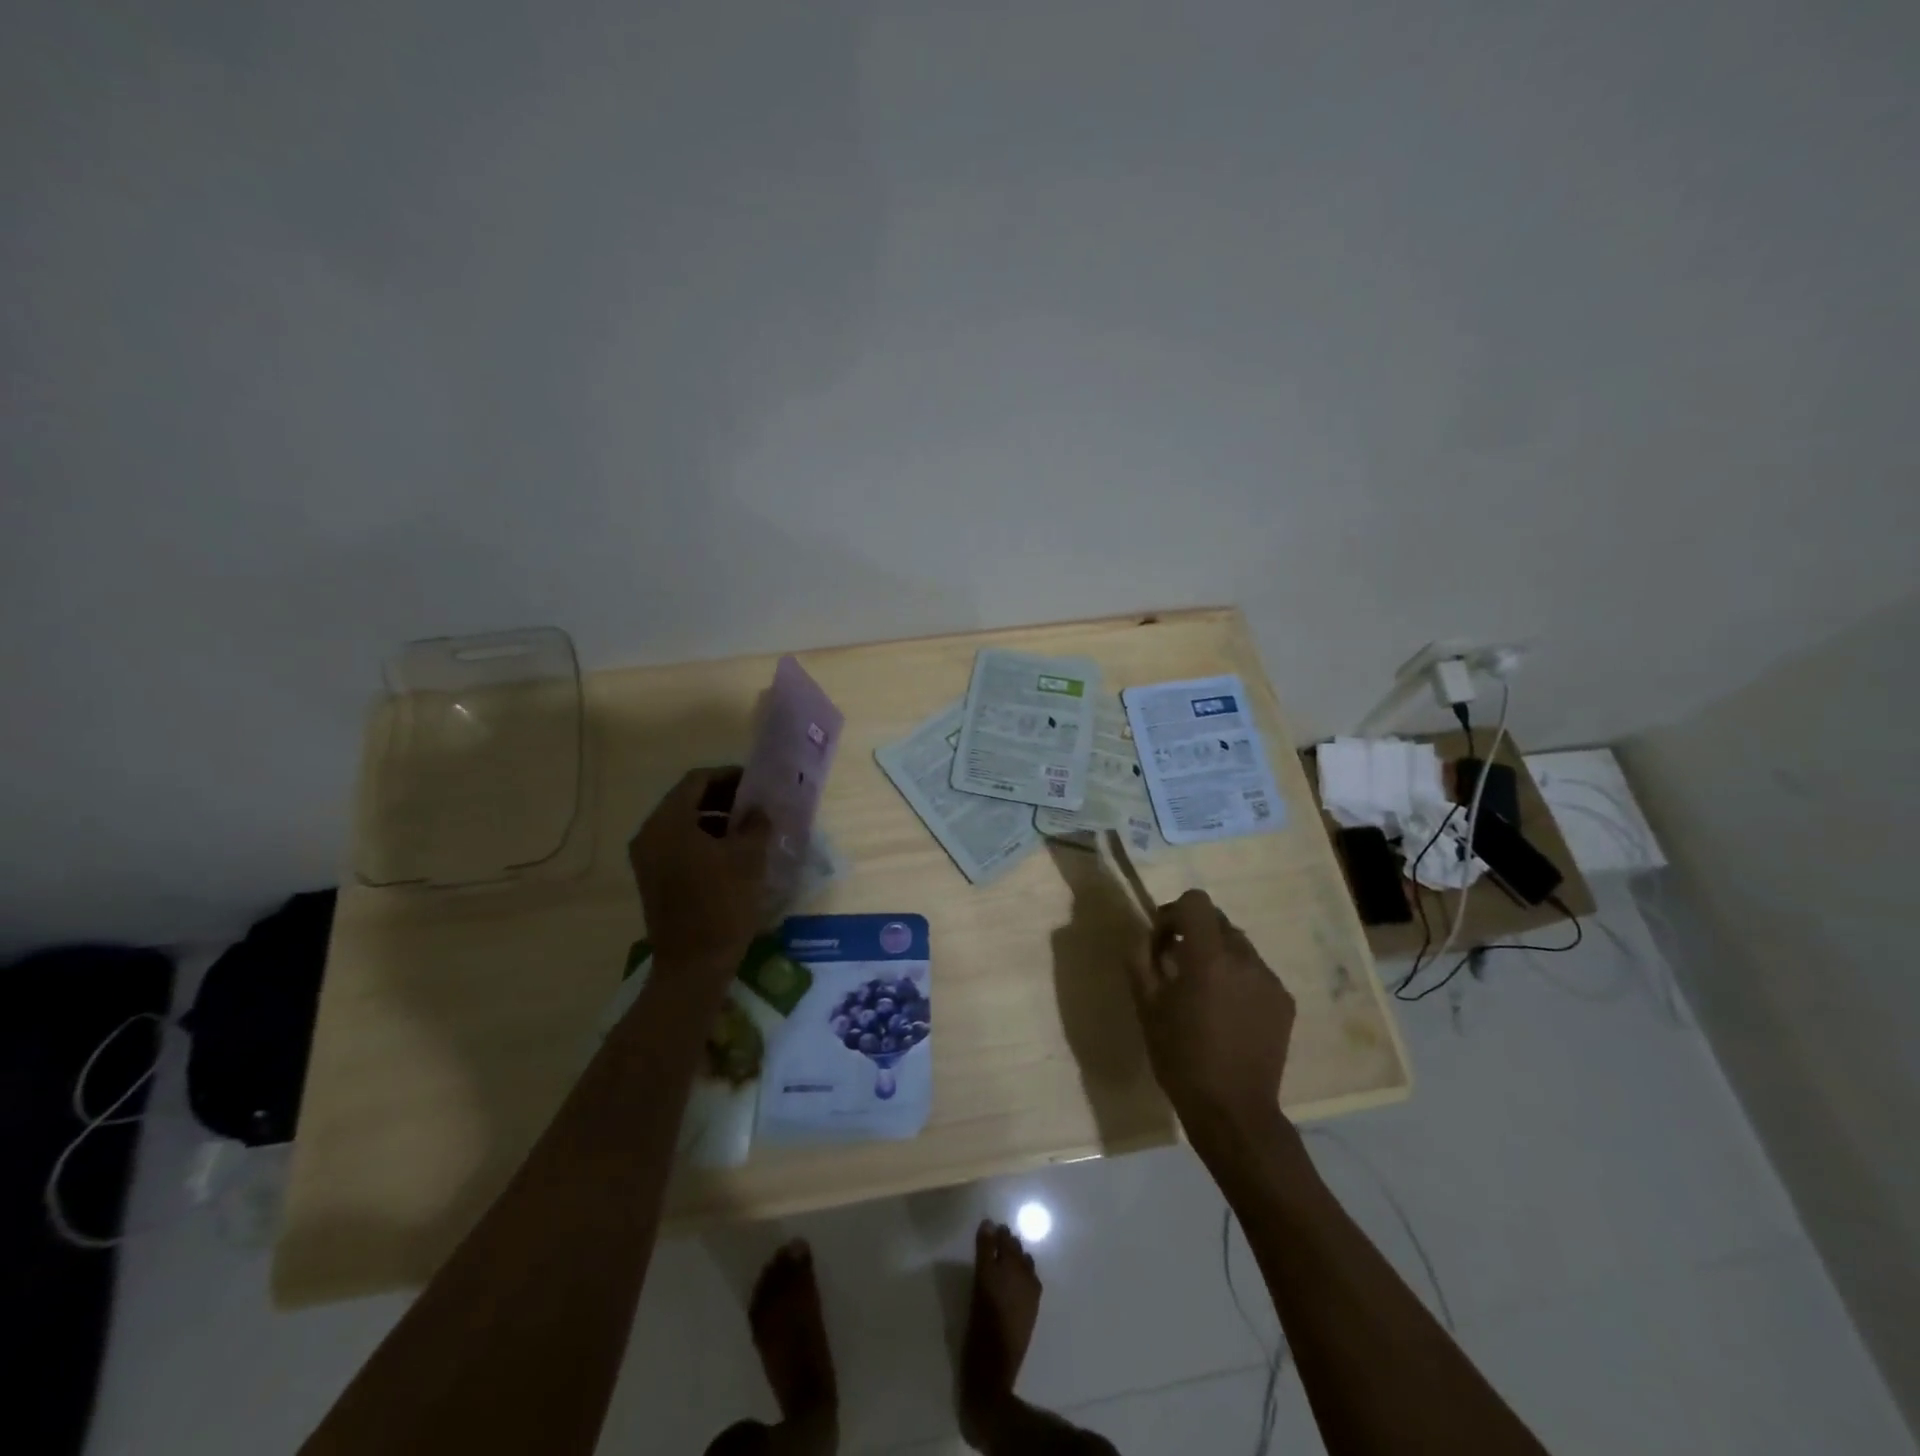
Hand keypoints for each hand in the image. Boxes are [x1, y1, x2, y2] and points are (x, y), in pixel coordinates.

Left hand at [628, 768, 770, 975]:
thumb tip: (758, 809)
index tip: (755, 783)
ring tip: (747, 830)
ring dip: (714, 819)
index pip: (697, 781)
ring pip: (682, 823)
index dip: (728, 776)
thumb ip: (755, 824)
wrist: (694, 964)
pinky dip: (702, 840)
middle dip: (722, 798)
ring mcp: (647, 858)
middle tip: (754, 805)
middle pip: (686, 800)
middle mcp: (649, 834)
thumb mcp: (748, 858)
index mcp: (668, 822)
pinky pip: (677, 845)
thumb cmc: (723, 904)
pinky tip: (730, 854)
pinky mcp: (652, 878)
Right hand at [1128, 890, 1295, 1138]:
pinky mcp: (1285, 1001)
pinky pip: (1256, 972)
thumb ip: (1140, 959)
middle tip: (1176, 965)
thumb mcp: (1146, 1006)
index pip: (1196, 902)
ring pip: (1238, 946)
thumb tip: (1145, 936)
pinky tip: (1227, 1012)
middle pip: (1218, 921)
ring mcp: (1270, 980)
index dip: (1174, 913)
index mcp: (1209, 957)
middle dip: (1194, 933)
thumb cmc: (1181, 1058)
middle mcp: (1245, 959)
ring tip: (1203, 992)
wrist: (1233, 1111)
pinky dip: (1238, 978)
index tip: (1162, 942)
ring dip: (1217, 955)